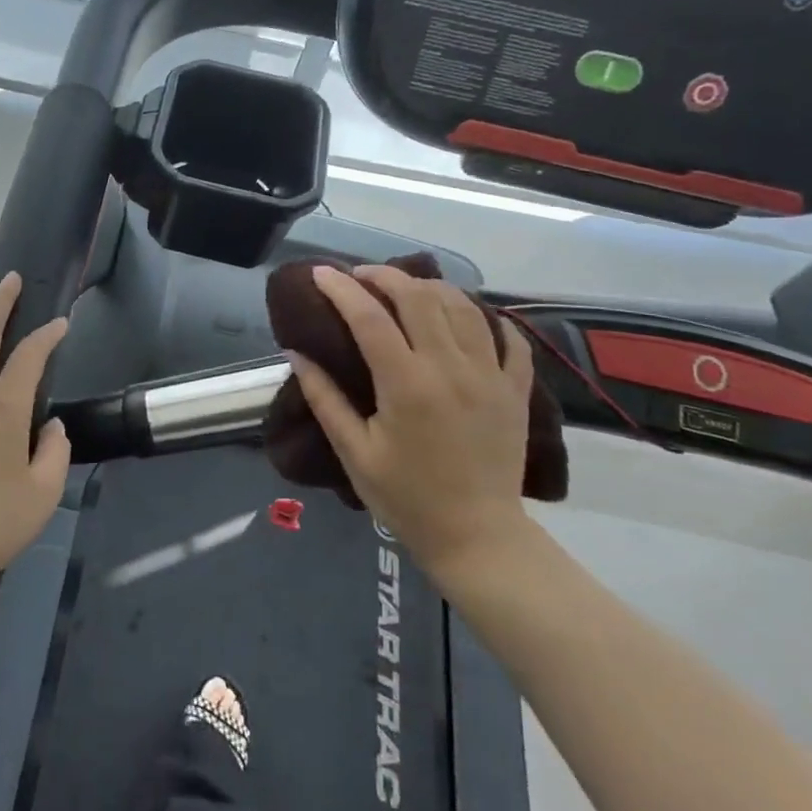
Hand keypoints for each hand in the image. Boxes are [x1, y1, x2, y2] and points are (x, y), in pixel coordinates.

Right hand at [288, 266, 536, 583]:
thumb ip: (324, 398)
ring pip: (463, 306)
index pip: (369, 317)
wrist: (477, 537)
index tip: (321, 273)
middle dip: (385, 276)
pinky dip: (486, 317)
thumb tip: (296, 353)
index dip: (341, 289)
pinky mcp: (515, 390)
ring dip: (431, 288)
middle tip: (361, 276)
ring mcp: (490, 375)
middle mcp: (450, 368)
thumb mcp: (354, 452)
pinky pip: (508, 337)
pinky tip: (466, 316)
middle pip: (418, 297)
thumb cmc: (406, 498)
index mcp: (406, 384)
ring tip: (407, 288)